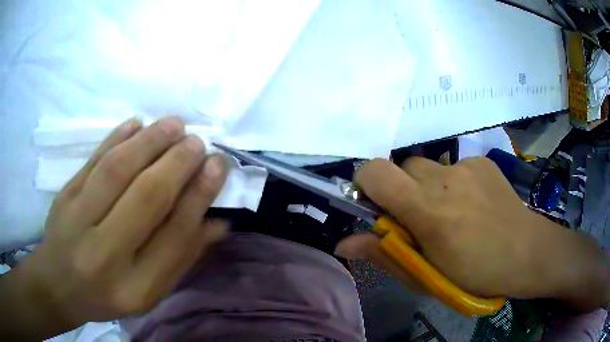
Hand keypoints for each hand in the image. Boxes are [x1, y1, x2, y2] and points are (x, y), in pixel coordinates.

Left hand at [1, 117, 228, 338]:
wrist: (60, 285)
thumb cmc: (109, 294)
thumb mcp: (150, 292)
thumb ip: (182, 258)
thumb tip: (219, 222)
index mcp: (136, 287)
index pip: (175, 236)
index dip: (200, 195)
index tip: (217, 166)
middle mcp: (106, 255)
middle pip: (147, 198)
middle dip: (178, 163)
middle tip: (198, 142)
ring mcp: (78, 221)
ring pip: (117, 170)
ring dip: (150, 141)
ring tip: (175, 124)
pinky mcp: (64, 197)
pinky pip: (93, 161)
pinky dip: (116, 137)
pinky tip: (136, 122)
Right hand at [336, 157, 608, 310]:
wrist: (527, 252)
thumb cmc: (475, 276)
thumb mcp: (426, 277)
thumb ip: (385, 255)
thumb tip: (343, 243)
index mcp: (429, 213)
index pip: (376, 172)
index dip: (365, 183)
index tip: (373, 206)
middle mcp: (446, 179)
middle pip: (402, 167)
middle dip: (401, 191)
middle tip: (420, 219)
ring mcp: (467, 165)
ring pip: (428, 166)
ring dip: (427, 187)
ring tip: (450, 213)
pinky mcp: (482, 161)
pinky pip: (453, 166)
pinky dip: (452, 183)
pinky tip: (472, 205)